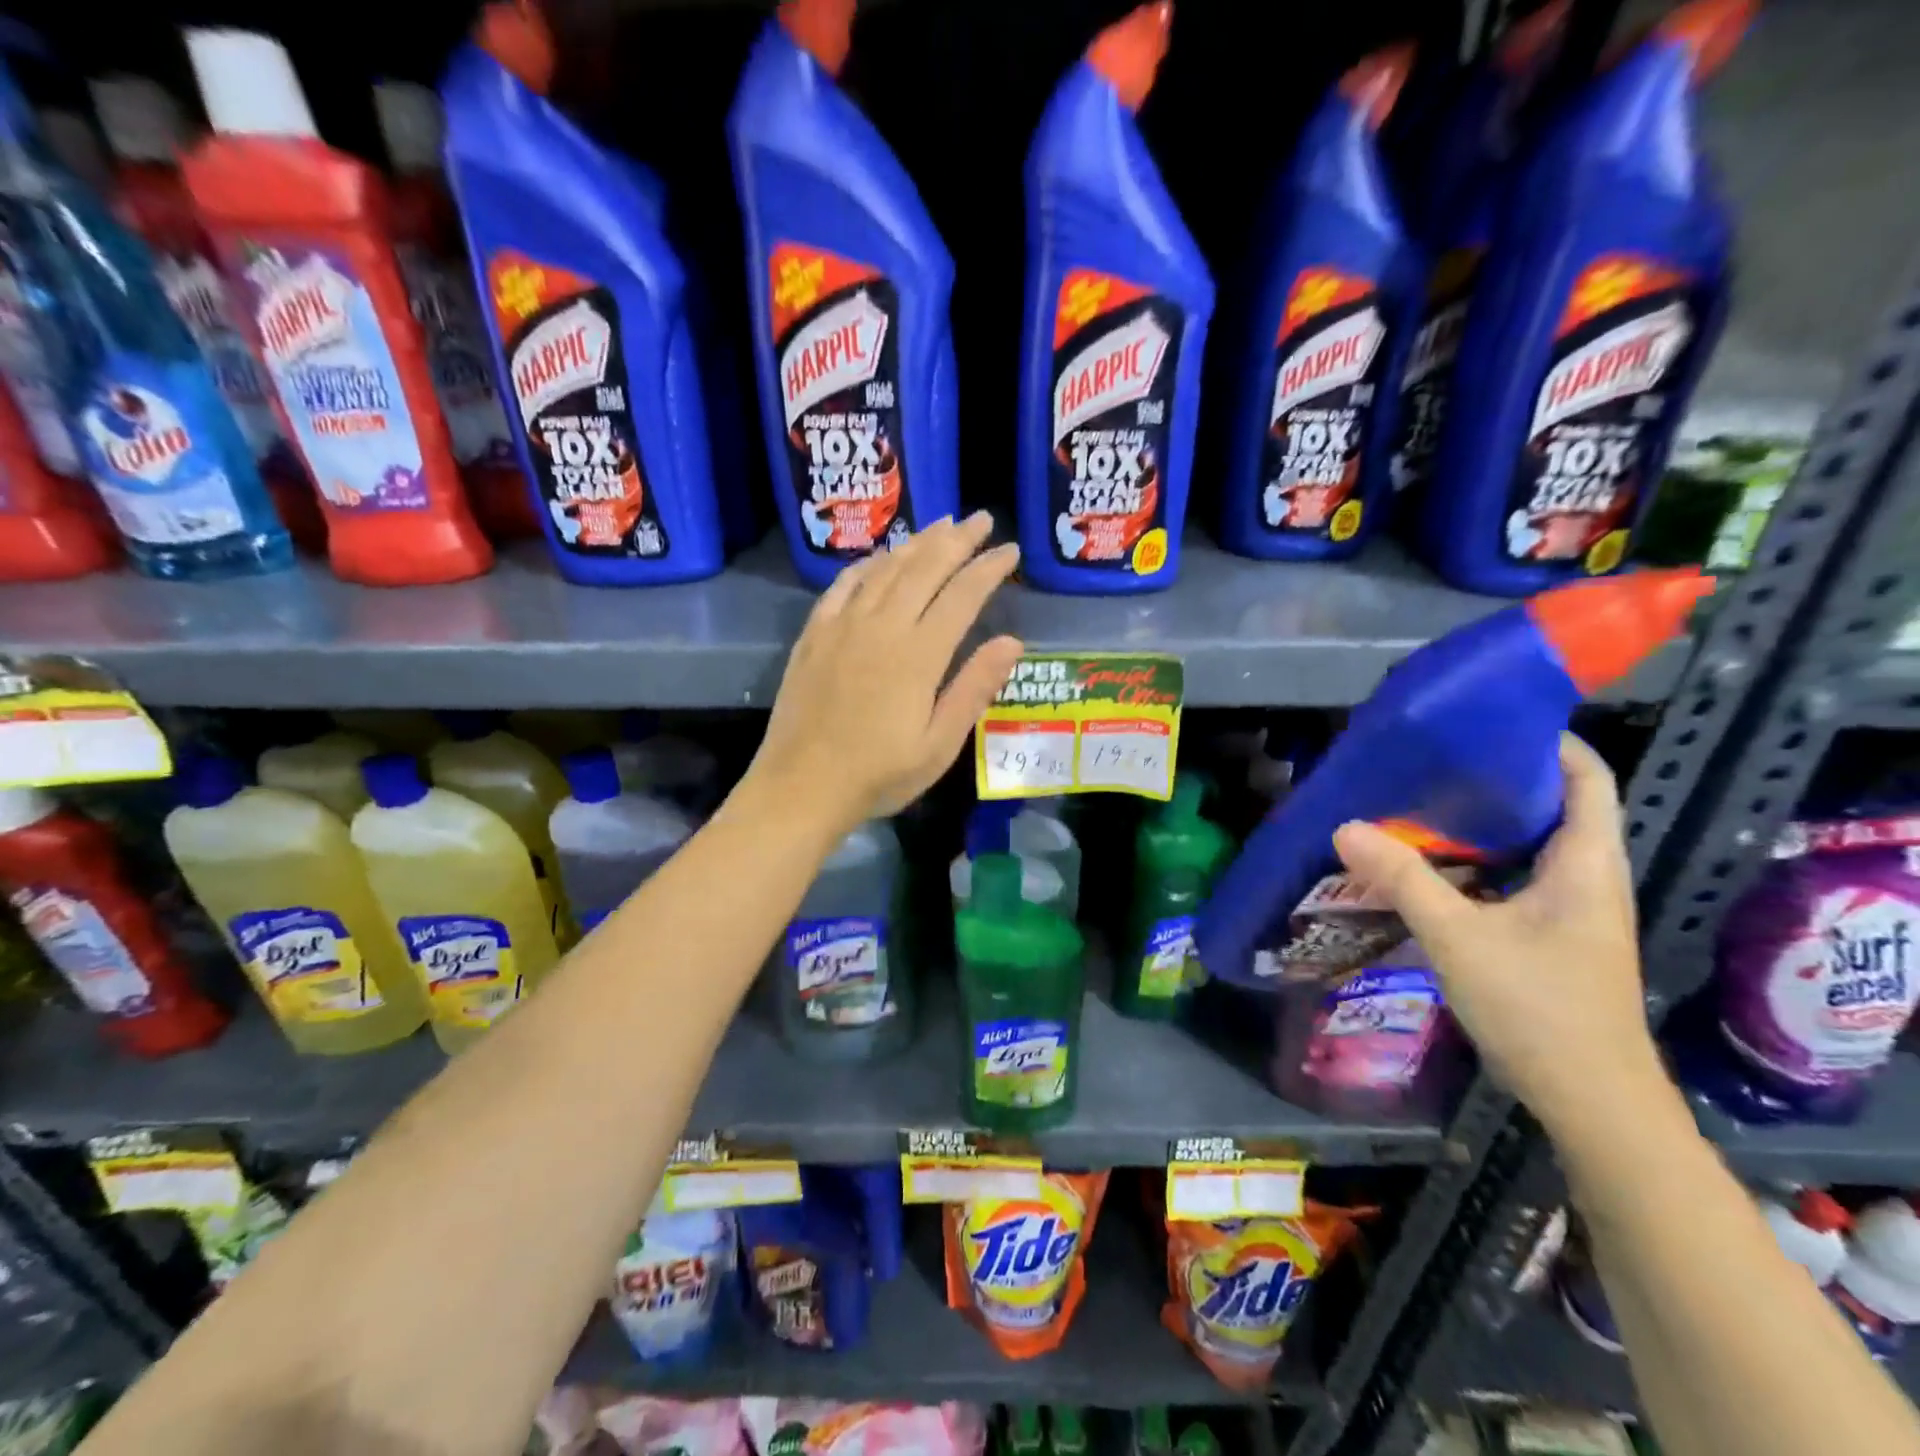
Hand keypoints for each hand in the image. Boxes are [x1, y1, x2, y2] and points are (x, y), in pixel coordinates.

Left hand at [745, 513, 1023, 832]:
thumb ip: (974, 688)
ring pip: (886, 569)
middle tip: (981, 519)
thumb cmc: (879, 774)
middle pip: (925, 568)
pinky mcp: (815, 634)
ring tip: (941, 524)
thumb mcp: (939, 745)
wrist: (802, 786)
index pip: (962, 595)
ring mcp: (843, 626)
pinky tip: (880, 557)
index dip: (989, 569)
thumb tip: (1011, 641)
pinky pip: (844, 585)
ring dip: (916, 542)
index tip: (1010, 550)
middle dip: (957, 539)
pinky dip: (868, 564)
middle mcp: (882, 626)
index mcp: (918, 654)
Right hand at [1330, 733, 1663, 1132]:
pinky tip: (1428, 864)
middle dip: (1496, 777)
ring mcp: (1571, 909)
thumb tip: (1344, 827)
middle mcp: (1587, 877)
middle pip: (1553, 804)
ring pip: (1529, 843)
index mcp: (1586, 863)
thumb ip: (1402, 879)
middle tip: (1431, 761)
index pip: (1586, 777)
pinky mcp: (1551, 935)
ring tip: (1419, 803)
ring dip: (1481, 821)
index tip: (1484, 724)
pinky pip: (1514, 875)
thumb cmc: (1538, 1008)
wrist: (1591, 1101)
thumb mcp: (1458, 937)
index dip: (1547, 741)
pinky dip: (1476, 860)